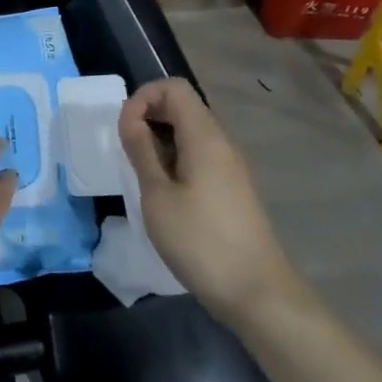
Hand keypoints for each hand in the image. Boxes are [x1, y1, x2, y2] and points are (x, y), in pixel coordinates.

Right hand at [117, 79, 299, 319]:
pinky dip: (175, 160)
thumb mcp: (158, 195)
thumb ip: (141, 150)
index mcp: (205, 136)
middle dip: (149, 117)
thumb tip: (130, 117)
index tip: (124, 129)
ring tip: (141, 173)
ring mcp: (230, 166)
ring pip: (190, 133)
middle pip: (183, 106)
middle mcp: (221, 142)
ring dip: (160, 141)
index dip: (143, 97)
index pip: (173, 88)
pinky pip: (199, 155)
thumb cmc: (200, 241)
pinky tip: (163, 192)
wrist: (257, 294)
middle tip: (126, 150)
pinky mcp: (232, 188)